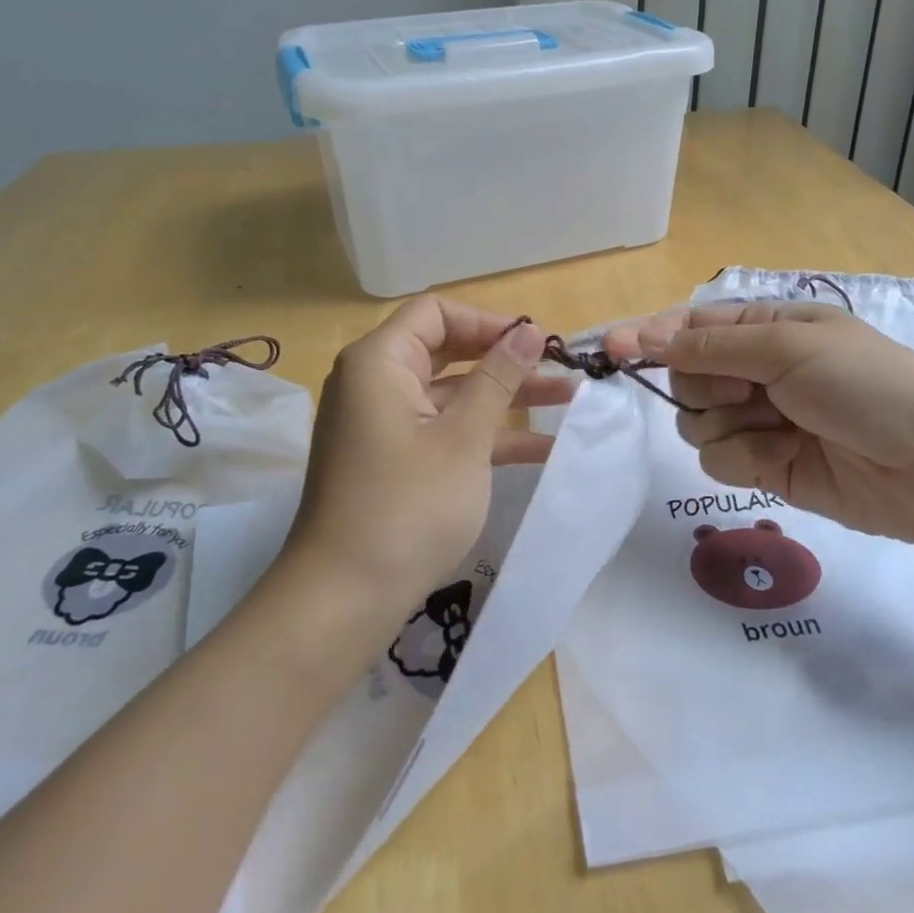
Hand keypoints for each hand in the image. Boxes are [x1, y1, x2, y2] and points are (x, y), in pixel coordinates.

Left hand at [279, 297, 569, 624]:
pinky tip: (542, 448)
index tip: (534, 343)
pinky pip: (444, 430)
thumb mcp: (463, 438)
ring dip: (505, 398)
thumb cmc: (407, 506)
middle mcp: (376, 383)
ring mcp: (384, 424)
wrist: (344, 599)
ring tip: (570, 401)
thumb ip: (498, 379)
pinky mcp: (394, 461)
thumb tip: (530, 331)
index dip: (488, 321)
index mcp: (379, 362)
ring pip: (452, 394)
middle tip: (560, 369)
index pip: (436, 313)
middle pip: (447, 351)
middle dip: (505, 360)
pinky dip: (485, 434)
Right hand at [605, 301, 913, 547]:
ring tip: (779, 429)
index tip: (612, 349)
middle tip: (746, 392)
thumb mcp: (787, 348)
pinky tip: (786, 457)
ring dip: (730, 426)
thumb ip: (711, 345)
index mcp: (764, 329)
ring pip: (696, 423)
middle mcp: (755, 371)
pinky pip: (718, 460)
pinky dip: (747, 459)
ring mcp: (758, 421)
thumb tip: (644, 334)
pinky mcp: (764, 466)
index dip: (650, 336)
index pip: (689, 326)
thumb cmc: (865, 384)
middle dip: (706, 387)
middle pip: (685, 377)